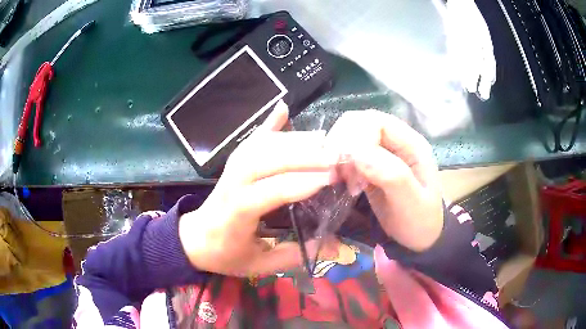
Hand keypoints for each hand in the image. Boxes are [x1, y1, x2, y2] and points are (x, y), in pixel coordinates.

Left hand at [178, 101, 335, 275]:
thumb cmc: (225, 254)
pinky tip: (284, 109)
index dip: (299, 184)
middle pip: (264, 160)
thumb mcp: (258, 265)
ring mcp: (231, 169)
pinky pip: (252, 140)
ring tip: (324, 140)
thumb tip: (333, 246)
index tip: (330, 179)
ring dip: (293, 139)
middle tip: (335, 156)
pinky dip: (269, 124)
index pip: (268, 192)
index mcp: (236, 213)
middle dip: (302, 156)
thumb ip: (293, 256)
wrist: (194, 238)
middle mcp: (232, 183)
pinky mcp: (233, 162)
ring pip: (261, 146)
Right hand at [326, 110, 443, 250]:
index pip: (377, 122)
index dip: (357, 137)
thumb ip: (391, 175)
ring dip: (340, 155)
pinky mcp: (371, 165)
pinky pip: (349, 154)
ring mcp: (383, 153)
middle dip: (344, 144)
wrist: (419, 238)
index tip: (349, 165)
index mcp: (412, 144)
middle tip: (342, 174)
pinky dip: (340, 165)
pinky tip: (345, 183)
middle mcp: (396, 142)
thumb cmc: (419, 221)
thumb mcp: (411, 202)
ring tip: (345, 181)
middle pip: (360, 123)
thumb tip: (357, 152)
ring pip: (351, 137)